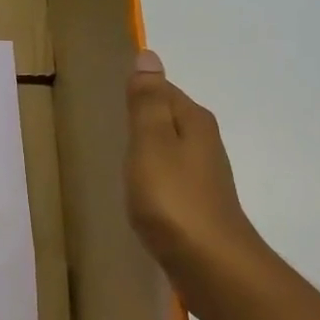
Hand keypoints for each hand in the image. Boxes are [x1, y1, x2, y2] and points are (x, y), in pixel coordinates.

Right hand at [125, 49, 267, 310]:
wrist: (210, 263)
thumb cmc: (173, 199)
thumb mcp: (150, 144)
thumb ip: (146, 103)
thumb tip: (148, 56)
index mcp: (192, 122)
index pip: (164, 90)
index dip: (140, 89)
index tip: (110, 92)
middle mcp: (204, 143)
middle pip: (170, 118)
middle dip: (145, 116)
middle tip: (109, 118)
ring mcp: (204, 176)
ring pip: (171, 148)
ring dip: (149, 146)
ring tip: (119, 151)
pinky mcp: (197, 205)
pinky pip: (170, 177)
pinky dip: (154, 175)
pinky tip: (139, 188)